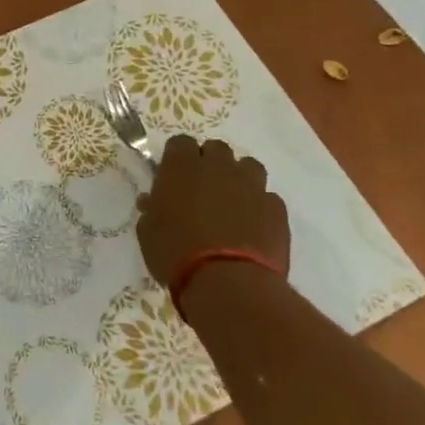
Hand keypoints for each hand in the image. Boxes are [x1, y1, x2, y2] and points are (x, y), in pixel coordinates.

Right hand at [135, 135, 290, 289]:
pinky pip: (267, 197)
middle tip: (202, 189)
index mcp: (181, 166)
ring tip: (232, 204)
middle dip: (210, 163)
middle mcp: (218, 167)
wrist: (228, 282)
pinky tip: (252, 227)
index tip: (174, 176)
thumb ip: (151, 210)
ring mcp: (251, 185)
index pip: (179, 142)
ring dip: (239, 178)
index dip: (178, 157)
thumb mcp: (147, 232)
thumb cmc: (176, 253)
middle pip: (216, 149)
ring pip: (248, 166)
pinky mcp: (276, 208)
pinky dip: (259, 206)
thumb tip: (151, 202)